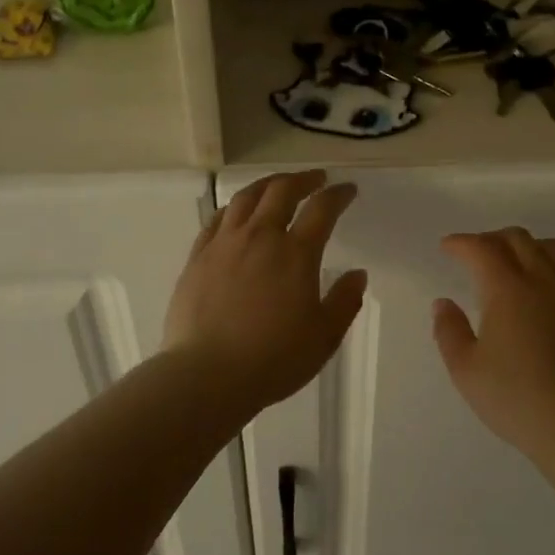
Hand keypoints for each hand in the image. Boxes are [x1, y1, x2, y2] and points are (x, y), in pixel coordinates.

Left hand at [165, 170, 367, 414]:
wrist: (206, 375)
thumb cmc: (273, 360)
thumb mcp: (324, 337)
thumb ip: (344, 302)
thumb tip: (357, 274)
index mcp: (295, 254)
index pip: (322, 209)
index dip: (338, 195)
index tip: (347, 190)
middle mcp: (259, 237)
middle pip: (281, 191)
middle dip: (303, 180)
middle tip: (316, 179)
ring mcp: (224, 244)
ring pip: (246, 198)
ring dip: (267, 185)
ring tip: (278, 186)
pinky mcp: (197, 258)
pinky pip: (217, 219)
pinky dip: (234, 207)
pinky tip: (237, 213)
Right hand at [433, 228, 554, 464]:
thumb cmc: (514, 397)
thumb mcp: (465, 369)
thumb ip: (449, 331)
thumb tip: (443, 303)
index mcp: (508, 289)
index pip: (482, 248)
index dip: (461, 242)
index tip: (447, 247)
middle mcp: (543, 281)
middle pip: (518, 239)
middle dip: (491, 239)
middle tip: (474, 254)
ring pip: (550, 250)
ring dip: (525, 247)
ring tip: (511, 265)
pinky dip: (549, 270)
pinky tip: (542, 294)